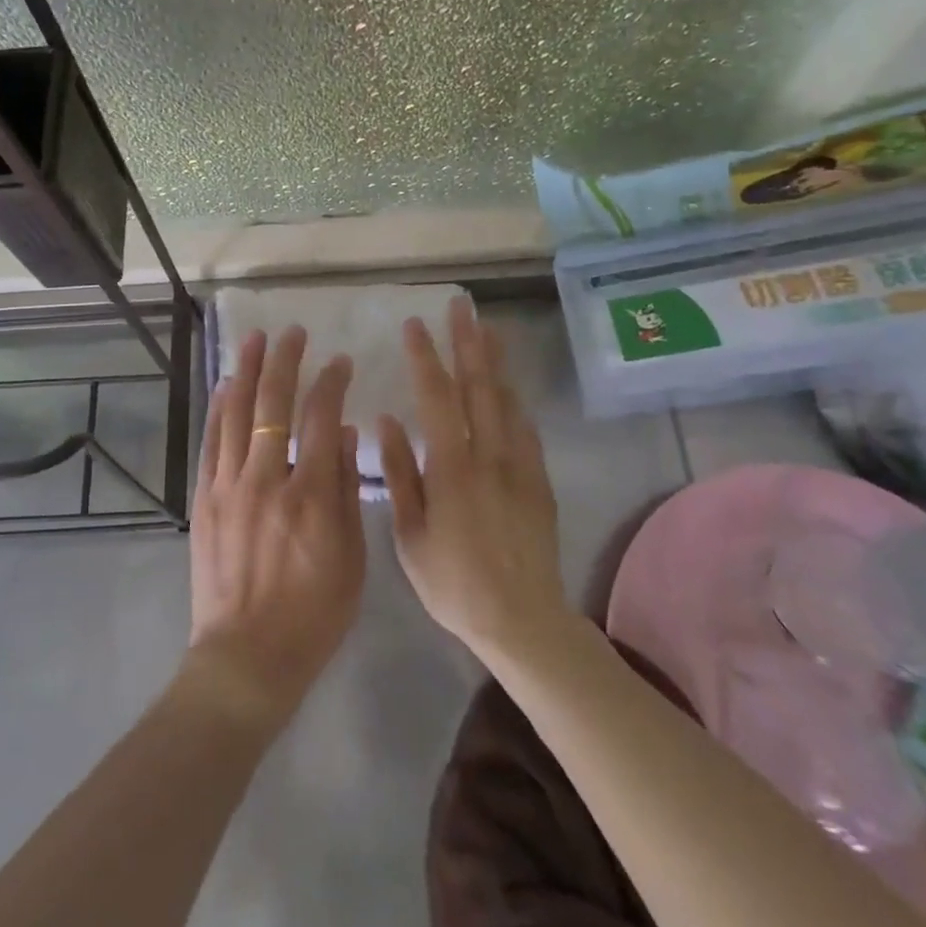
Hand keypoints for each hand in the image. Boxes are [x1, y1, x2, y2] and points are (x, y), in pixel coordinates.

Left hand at [186, 325, 363, 727]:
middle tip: (292, 332)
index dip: (331, 383)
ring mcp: (228, 486)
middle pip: (274, 404)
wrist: (246, 657)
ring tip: (254, 339)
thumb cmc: (313, 615)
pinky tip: (224, 386)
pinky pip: (211, 441)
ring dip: (246, 371)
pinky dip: (218, 408)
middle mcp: (266, 479)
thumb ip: (348, 492)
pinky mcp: (204, 498)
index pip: (322, 418)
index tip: (339, 361)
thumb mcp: (351, 559)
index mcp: (311, 495)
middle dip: (285, 361)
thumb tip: (347, 434)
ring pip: (236, 413)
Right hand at [378, 297, 570, 661]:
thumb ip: (399, 474)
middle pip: (478, 386)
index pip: (437, 397)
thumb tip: (387, 422)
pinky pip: (526, 428)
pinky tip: (508, 386)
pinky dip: (514, 400)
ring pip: (506, 400)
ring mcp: (519, 465)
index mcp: (452, 467)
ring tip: (487, 328)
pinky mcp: (539, 480)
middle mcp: (488, 455)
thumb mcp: (410, 535)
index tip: (415, 325)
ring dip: (495, 361)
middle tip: (461, 306)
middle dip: (467, 342)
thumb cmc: (453, 582)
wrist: (522, 620)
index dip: (426, 357)